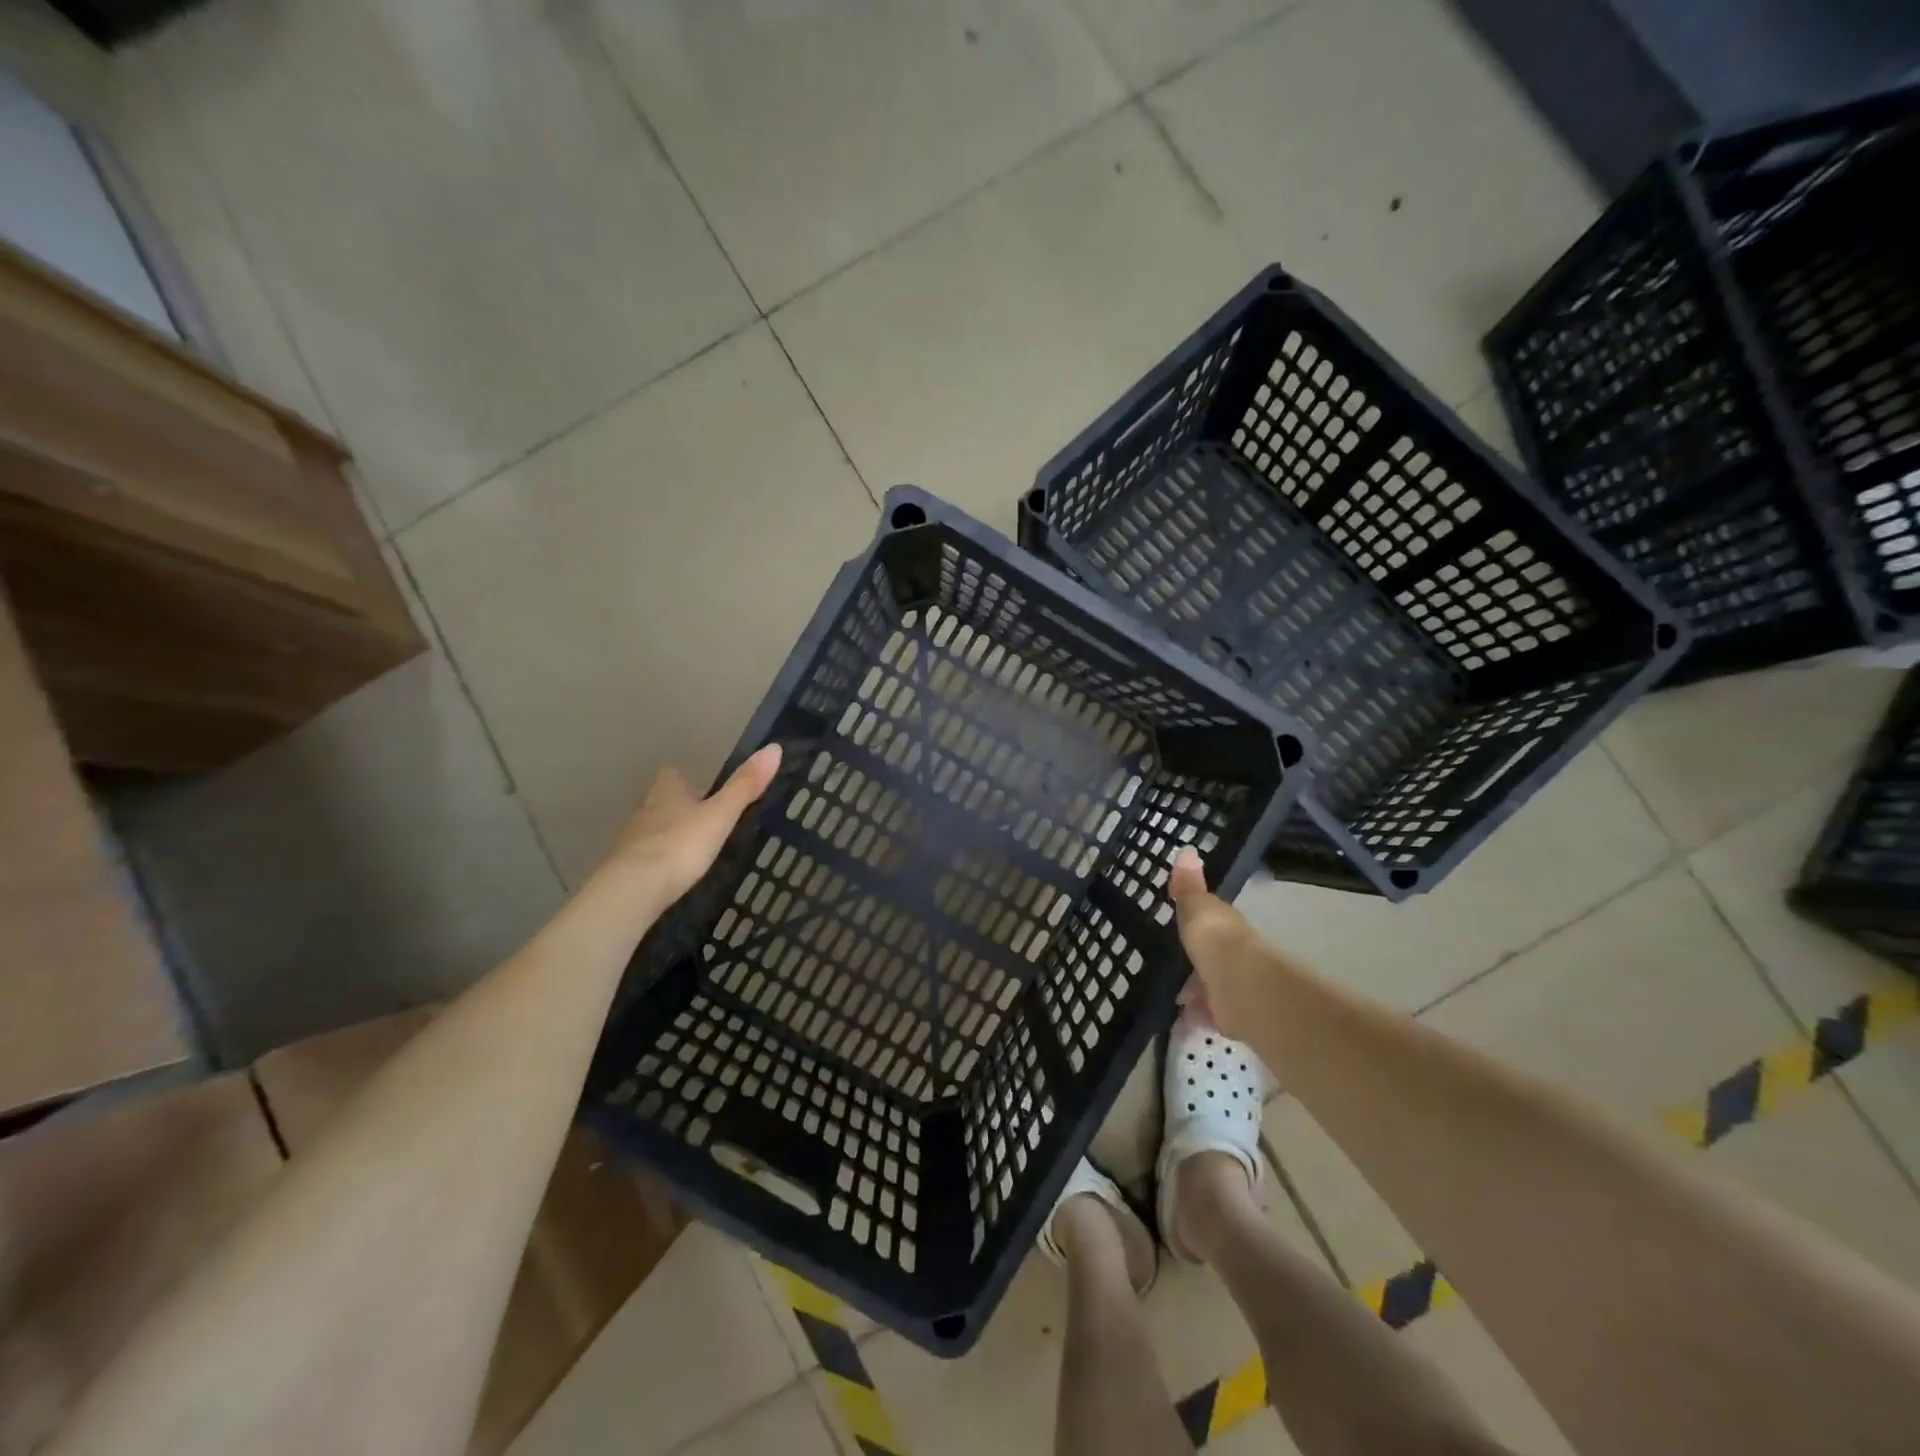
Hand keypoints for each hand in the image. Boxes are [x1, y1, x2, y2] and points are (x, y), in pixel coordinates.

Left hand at [595, 745, 782, 911]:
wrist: (634, 889)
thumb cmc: (680, 845)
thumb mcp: (720, 815)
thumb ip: (744, 786)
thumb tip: (774, 748)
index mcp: (667, 793)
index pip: (670, 775)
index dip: (681, 777)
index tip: (694, 781)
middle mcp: (645, 811)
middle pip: (657, 800)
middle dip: (673, 805)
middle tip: (695, 814)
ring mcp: (630, 841)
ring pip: (648, 828)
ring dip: (664, 832)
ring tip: (686, 844)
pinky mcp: (625, 869)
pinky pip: (643, 857)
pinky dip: (656, 860)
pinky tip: (668, 872)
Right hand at [1169, 846, 1273, 1041]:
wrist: (1239, 986)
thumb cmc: (1215, 939)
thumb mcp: (1196, 906)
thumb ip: (1188, 885)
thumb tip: (1186, 849)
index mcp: (1227, 927)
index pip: (1213, 923)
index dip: (1199, 925)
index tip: (1183, 927)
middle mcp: (1236, 955)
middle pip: (1213, 957)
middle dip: (1198, 963)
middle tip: (1174, 967)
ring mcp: (1235, 986)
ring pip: (1212, 987)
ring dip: (1197, 991)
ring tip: (1174, 995)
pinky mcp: (1232, 1016)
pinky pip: (1210, 1015)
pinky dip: (1197, 1016)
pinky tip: (1182, 1018)